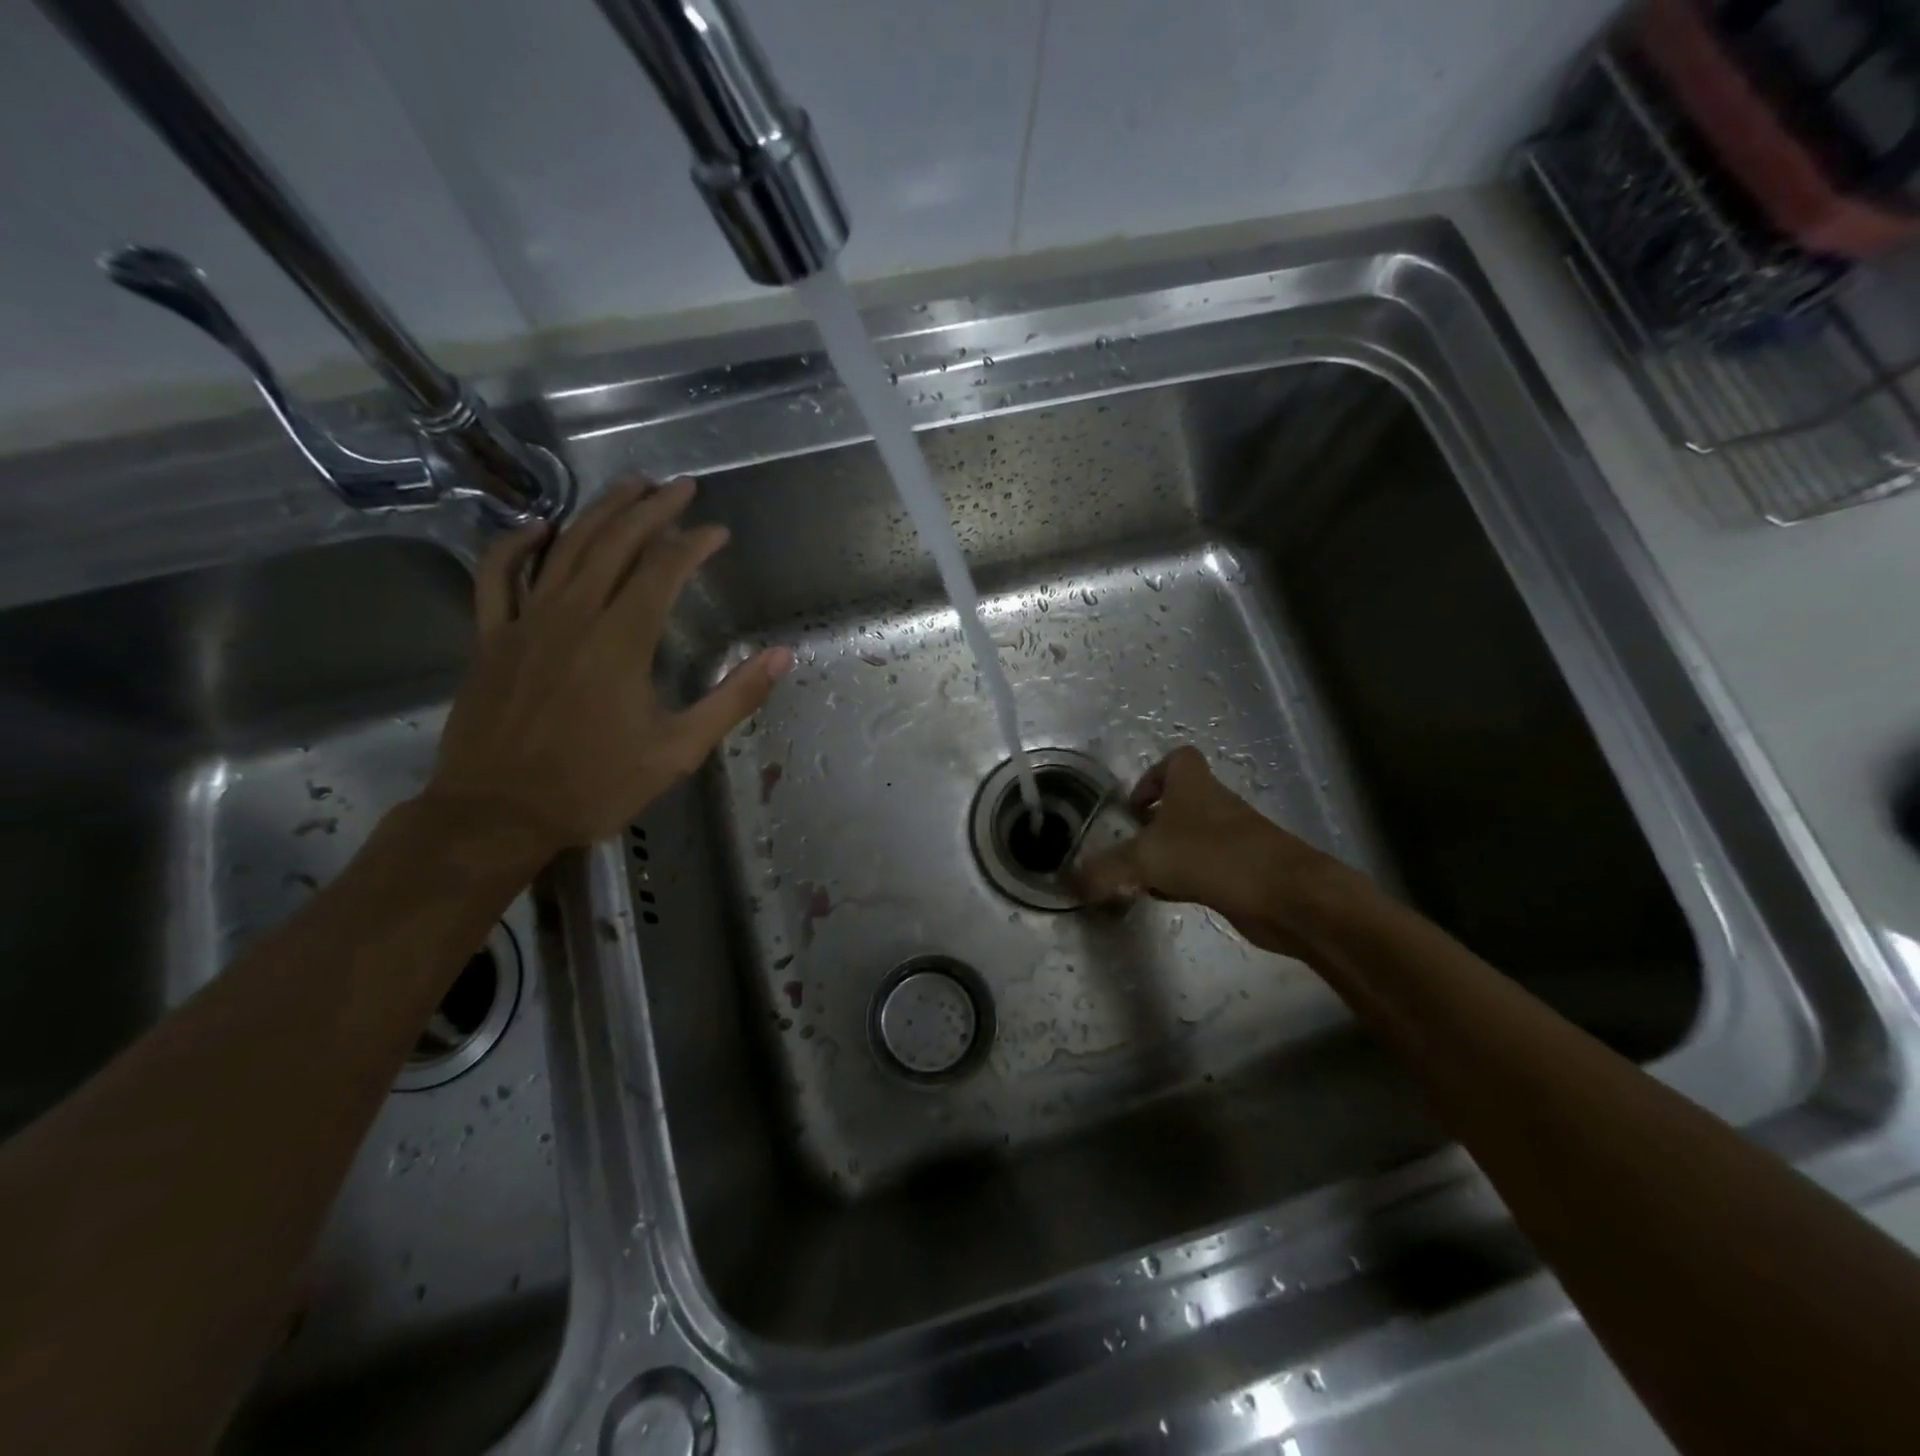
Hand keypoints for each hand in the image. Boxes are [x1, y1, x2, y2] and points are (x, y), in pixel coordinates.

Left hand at [424, 477, 789, 862]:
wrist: (497, 815)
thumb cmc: (595, 785)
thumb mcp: (679, 750)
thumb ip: (732, 698)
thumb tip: (781, 656)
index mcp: (622, 641)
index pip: (663, 570)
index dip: (694, 543)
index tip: (718, 532)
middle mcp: (573, 616)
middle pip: (614, 543)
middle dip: (652, 508)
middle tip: (680, 486)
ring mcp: (525, 622)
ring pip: (563, 547)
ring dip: (599, 511)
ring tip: (629, 485)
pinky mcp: (491, 637)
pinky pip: (497, 575)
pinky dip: (517, 544)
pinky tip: (539, 527)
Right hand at [1072, 746, 1360, 959]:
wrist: (1286, 895)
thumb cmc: (1212, 856)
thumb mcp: (1147, 859)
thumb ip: (1106, 869)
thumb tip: (1069, 882)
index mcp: (1193, 785)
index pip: (1177, 759)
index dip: (1153, 776)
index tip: (1133, 806)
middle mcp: (1215, 805)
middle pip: (1183, 800)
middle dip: (1155, 821)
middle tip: (1130, 845)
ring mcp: (1234, 838)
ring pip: (1194, 836)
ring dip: (1169, 853)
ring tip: (1142, 877)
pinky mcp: (1244, 870)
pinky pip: (1207, 866)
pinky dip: (1187, 878)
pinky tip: (1171, 897)